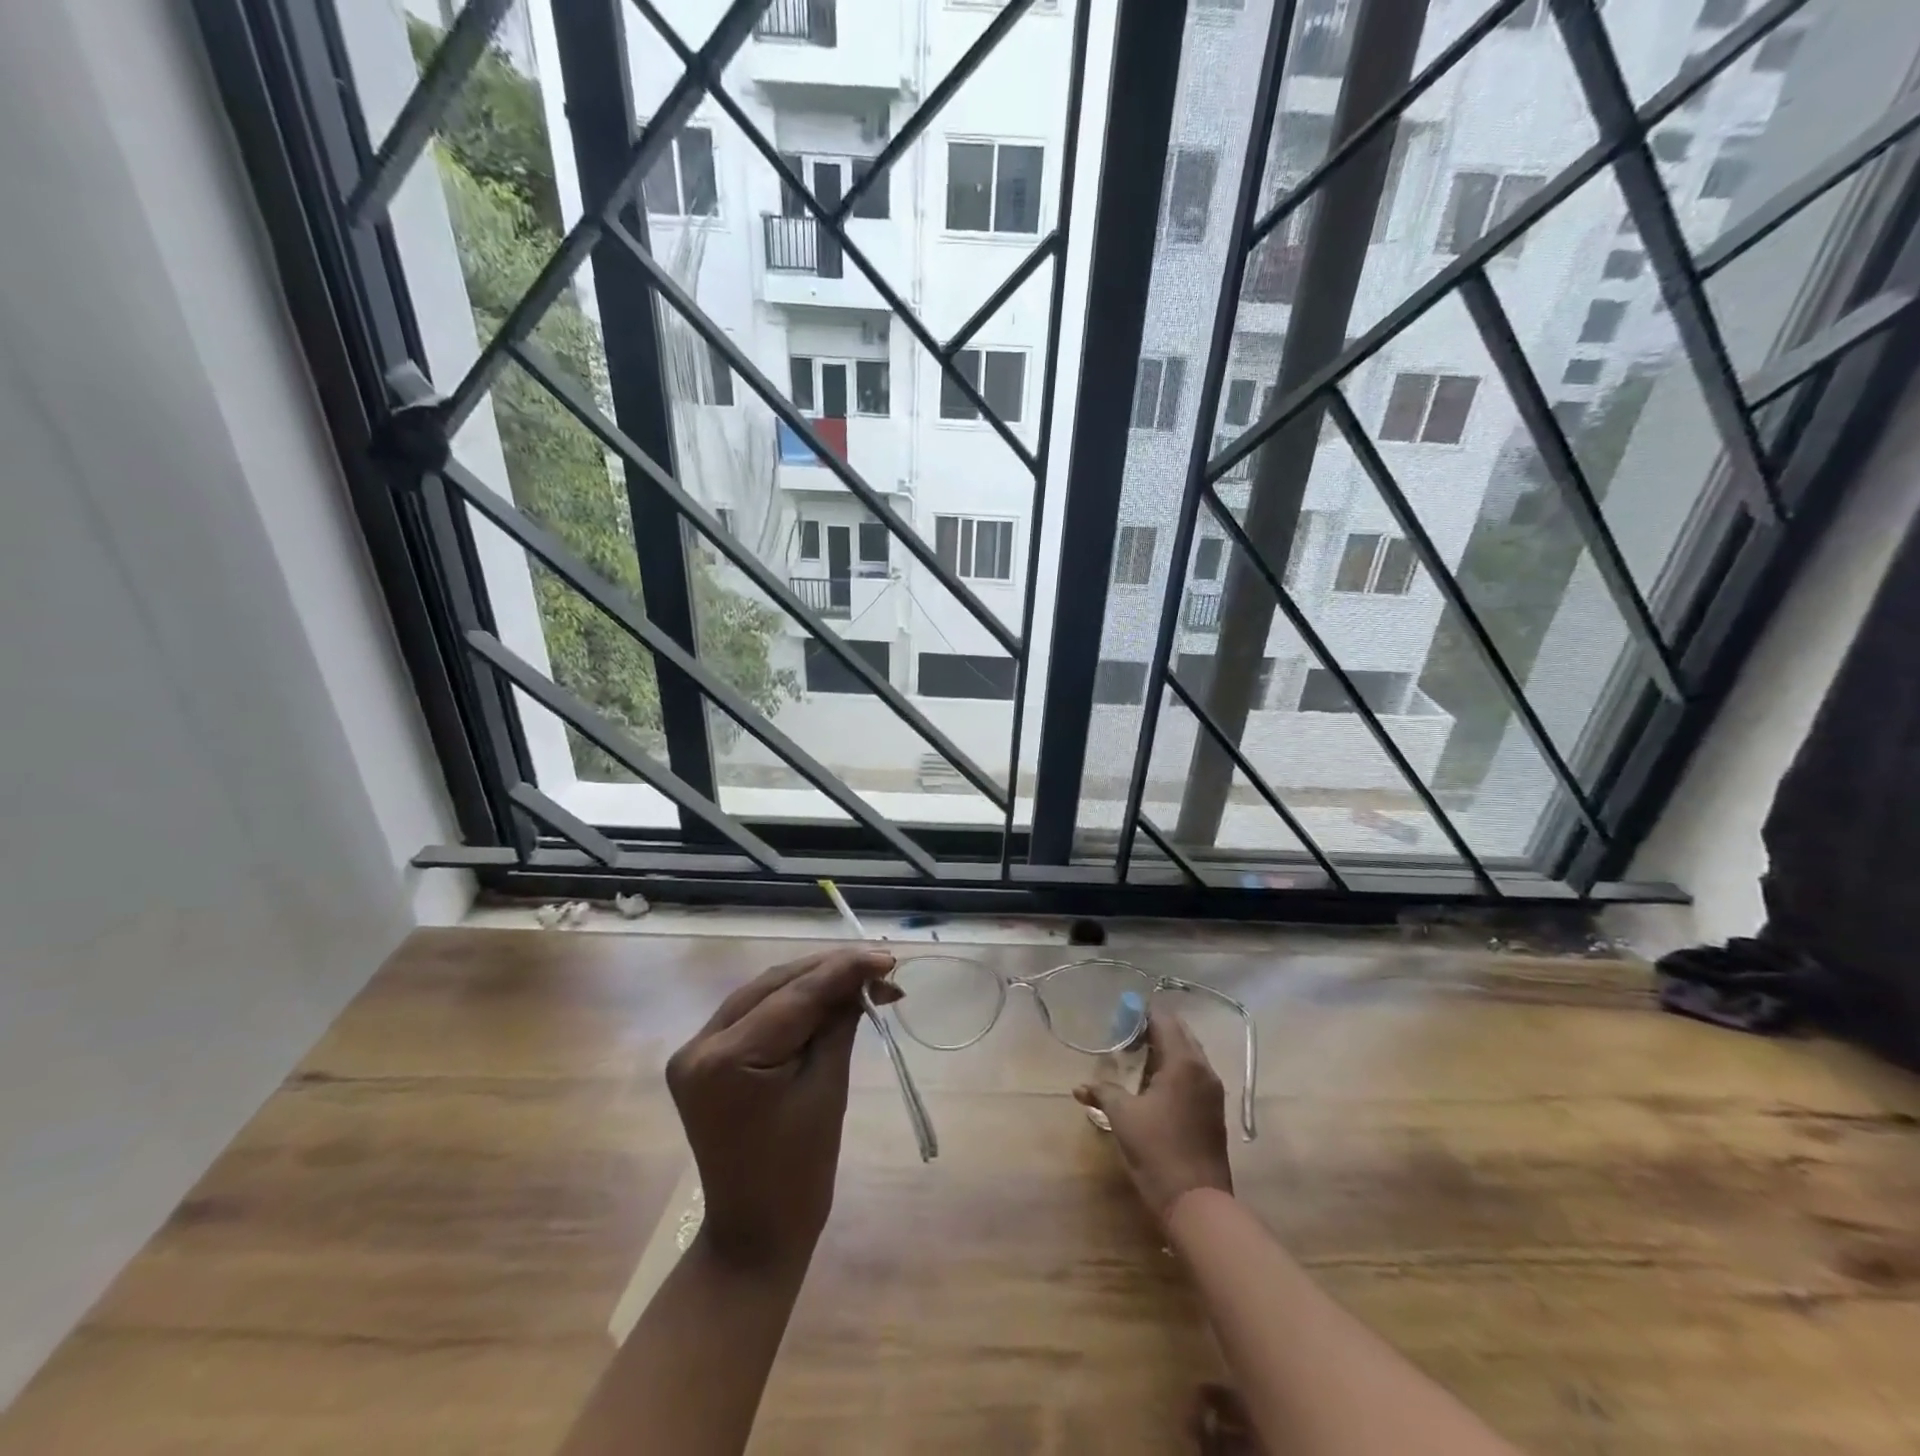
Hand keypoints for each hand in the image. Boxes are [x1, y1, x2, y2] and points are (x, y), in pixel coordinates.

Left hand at [666, 947, 897, 1270]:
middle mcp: (699, 1045)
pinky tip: (827, 995)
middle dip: (829, 971)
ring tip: (862, 975)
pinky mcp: (705, 1059)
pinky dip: (793, 1002)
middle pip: (774, 986)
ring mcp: (695, 1051)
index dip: (843, 970)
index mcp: (725, 1060)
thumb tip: (865, 978)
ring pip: (764, 993)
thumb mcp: (827, 1088)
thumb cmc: (800, 1172)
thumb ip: (840, 1022)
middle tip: (880, 965)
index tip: (886, 957)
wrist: (756, 1233)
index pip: (794, 996)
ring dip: (813, 982)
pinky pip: (754, 1014)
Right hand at [1075, 1010, 1233, 1222]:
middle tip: (1124, 1032)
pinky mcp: (1213, 1109)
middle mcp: (1203, 1068)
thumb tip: (1079, 1088)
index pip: (1164, 1020)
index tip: (1119, 1014)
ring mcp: (1212, 1090)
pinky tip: (1152, 1081)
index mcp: (1183, 1062)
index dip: (1141, 1013)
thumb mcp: (1123, 1118)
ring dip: (1164, 1048)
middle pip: (1179, 1033)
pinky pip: (1193, 1072)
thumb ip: (1102, 1093)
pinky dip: (1174, 1067)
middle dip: (1153, 1028)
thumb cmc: (1158, 1151)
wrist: (1198, 1203)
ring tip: (1135, 1054)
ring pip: (1188, 1053)